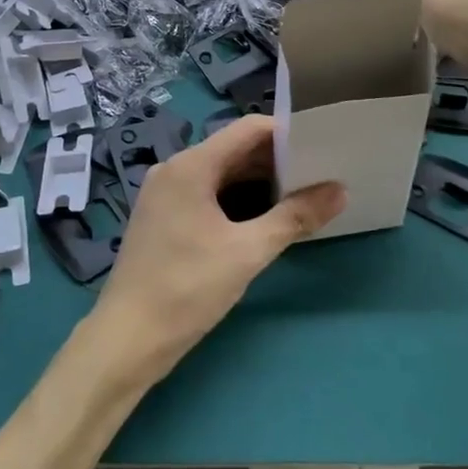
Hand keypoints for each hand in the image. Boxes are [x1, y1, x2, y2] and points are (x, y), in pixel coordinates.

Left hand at [91, 115, 344, 386]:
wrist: (127, 339)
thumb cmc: (187, 288)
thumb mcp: (248, 252)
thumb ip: (295, 217)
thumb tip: (340, 190)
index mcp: (191, 165)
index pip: (248, 129)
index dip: (287, 133)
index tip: (322, 147)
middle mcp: (175, 169)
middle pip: (234, 150)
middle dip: (277, 162)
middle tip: (320, 174)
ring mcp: (165, 193)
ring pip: (221, 174)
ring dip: (259, 183)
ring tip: (302, 196)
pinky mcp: (164, 216)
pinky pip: (207, 193)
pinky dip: (237, 200)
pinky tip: (265, 219)